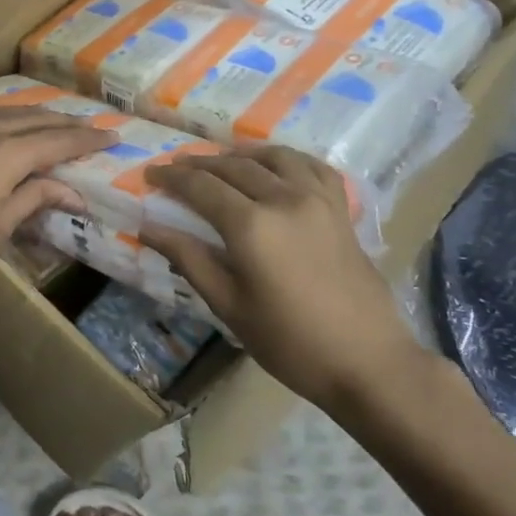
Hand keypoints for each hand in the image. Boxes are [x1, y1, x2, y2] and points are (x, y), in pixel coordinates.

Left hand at [0, 107, 114, 302]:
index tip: (113, 137)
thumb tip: (74, 194)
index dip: (86, 140)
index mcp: (4, 153)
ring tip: (60, 124)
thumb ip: (36, 198)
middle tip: (93, 129)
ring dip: (39, 117)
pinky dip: (10, 119)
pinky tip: (15, 127)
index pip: (56, 141)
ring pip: (9, 113)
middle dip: (67, 125)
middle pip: (36, 120)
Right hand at [142, 146, 433, 415]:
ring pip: (273, 157)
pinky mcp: (340, 209)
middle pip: (233, 167)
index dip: (171, 178)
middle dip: (199, 164)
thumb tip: (148, 228)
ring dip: (241, 154)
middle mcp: (283, 199)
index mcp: (251, 225)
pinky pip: (312, 166)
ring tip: (221, 162)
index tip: (150, 175)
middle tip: (176, 168)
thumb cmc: (289, 342)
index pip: (200, 186)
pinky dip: (287, 159)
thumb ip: (189, 259)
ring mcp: (317, 200)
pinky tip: (276, 166)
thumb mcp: (229, 306)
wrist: (367, 360)